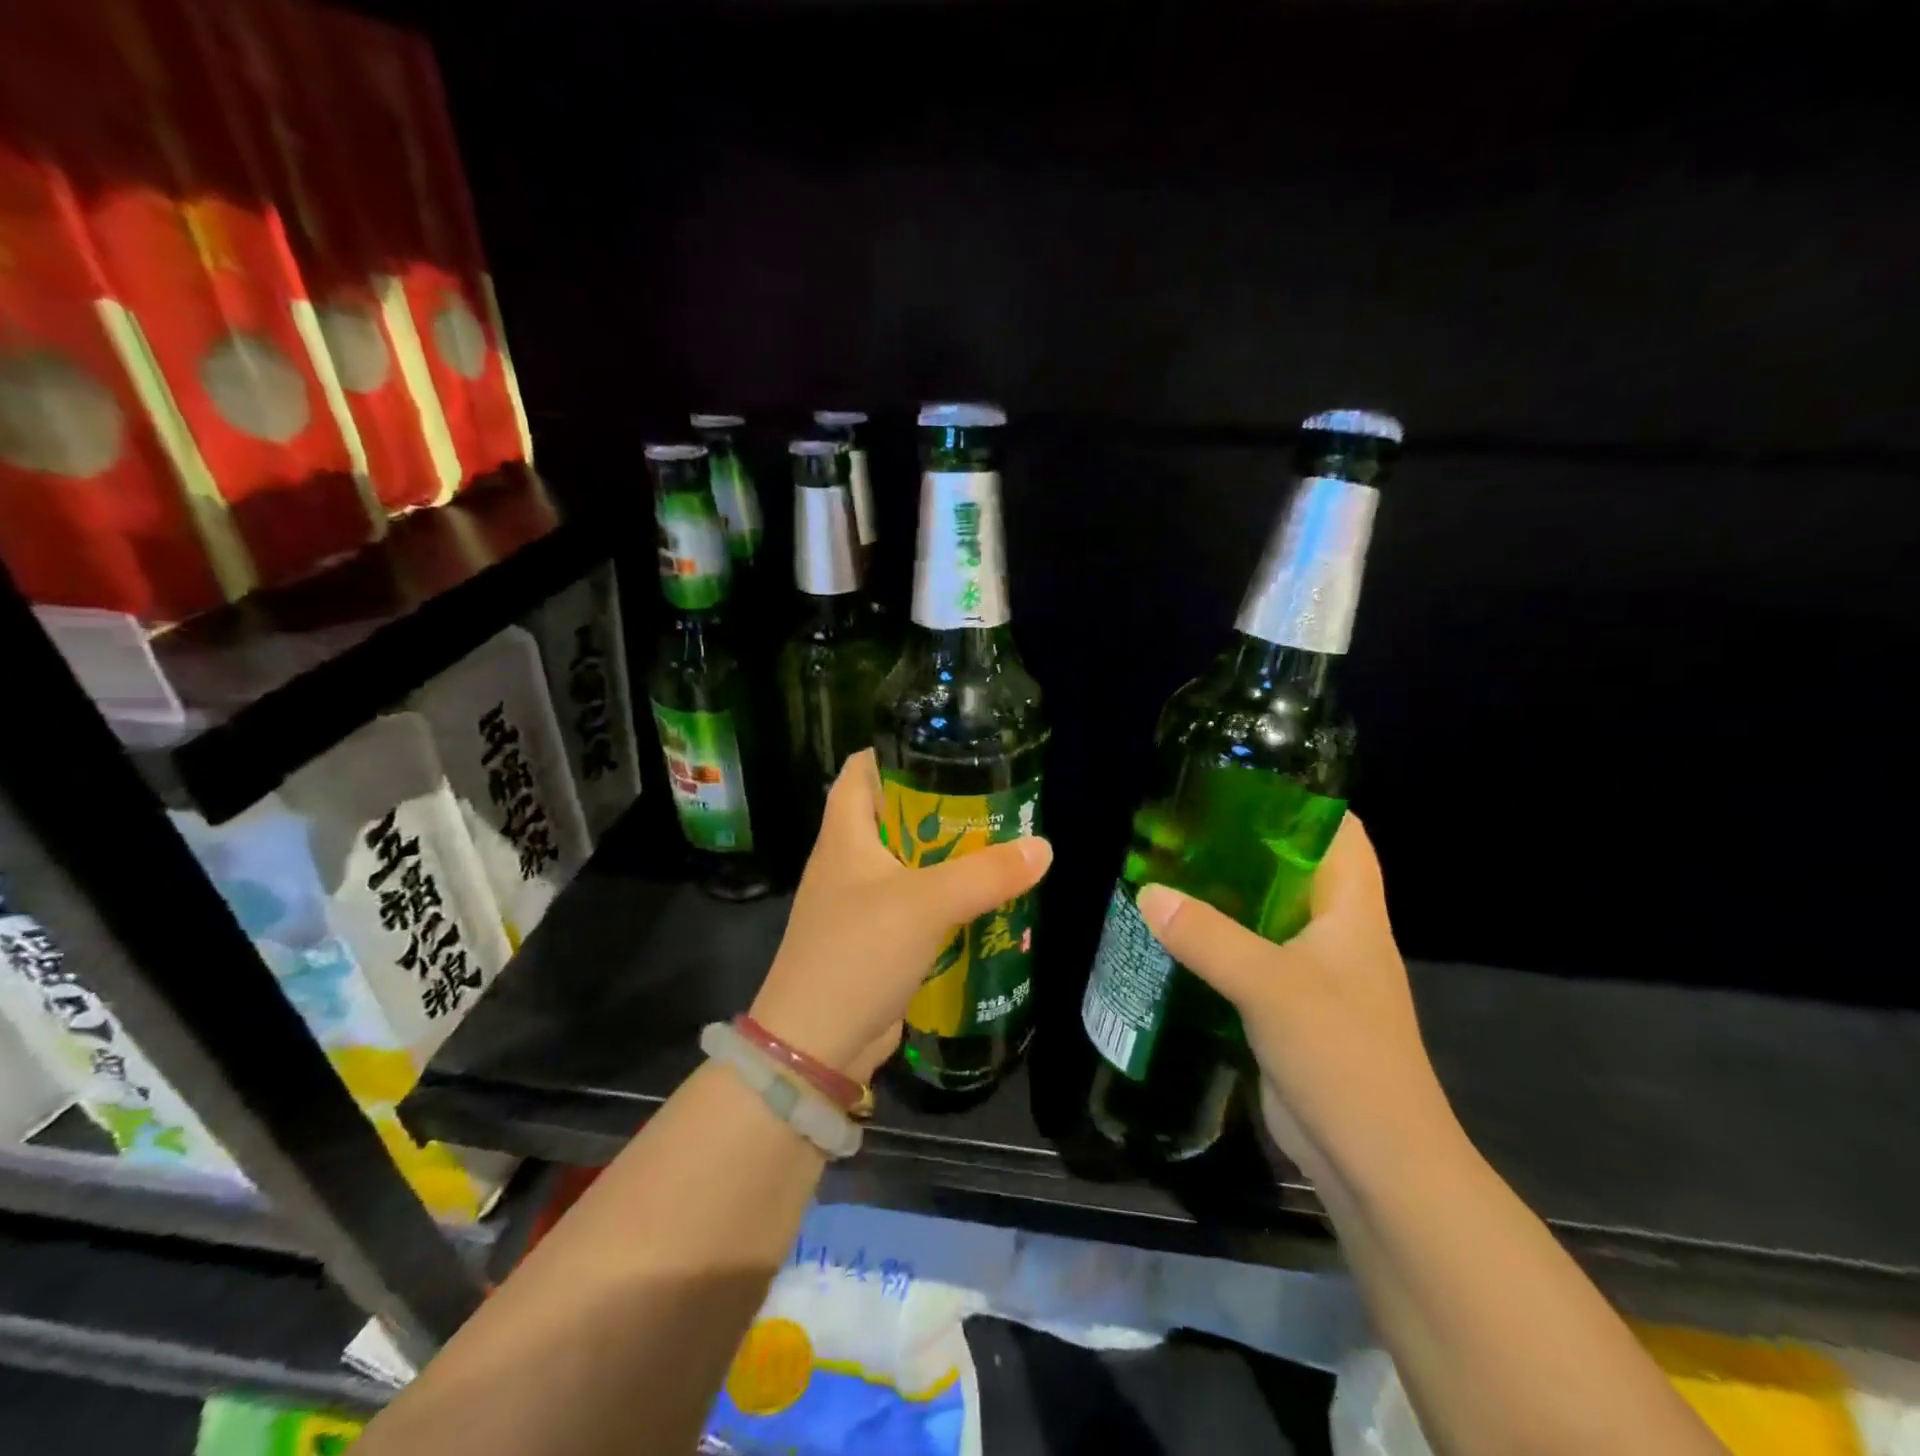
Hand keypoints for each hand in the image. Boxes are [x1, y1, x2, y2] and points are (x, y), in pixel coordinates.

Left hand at [750, 750, 1053, 1082]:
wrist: (815, 1046)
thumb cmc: (858, 953)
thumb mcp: (925, 904)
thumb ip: (985, 874)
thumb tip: (1043, 847)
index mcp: (844, 834)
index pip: (861, 769)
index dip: (896, 751)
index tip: (947, 750)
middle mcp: (848, 860)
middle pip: (892, 814)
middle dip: (939, 805)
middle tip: (994, 800)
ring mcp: (860, 902)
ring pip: (908, 861)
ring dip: (947, 855)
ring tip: (1000, 845)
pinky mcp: (876, 939)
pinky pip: (914, 904)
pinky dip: (945, 897)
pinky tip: (983, 901)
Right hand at [1136, 814, 1454, 1184]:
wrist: (1373, 1163)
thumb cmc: (1342, 1056)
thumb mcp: (1271, 986)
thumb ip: (1208, 936)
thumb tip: (1147, 892)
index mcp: (1352, 910)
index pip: (1339, 832)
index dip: (1300, 800)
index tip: (1241, 781)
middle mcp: (1335, 932)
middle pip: (1292, 867)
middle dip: (1243, 843)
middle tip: (1182, 823)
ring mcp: (1311, 972)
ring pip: (1265, 913)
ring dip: (1223, 893)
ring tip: (1167, 868)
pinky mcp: (1286, 1006)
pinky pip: (1248, 955)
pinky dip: (1216, 939)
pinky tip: (1173, 933)